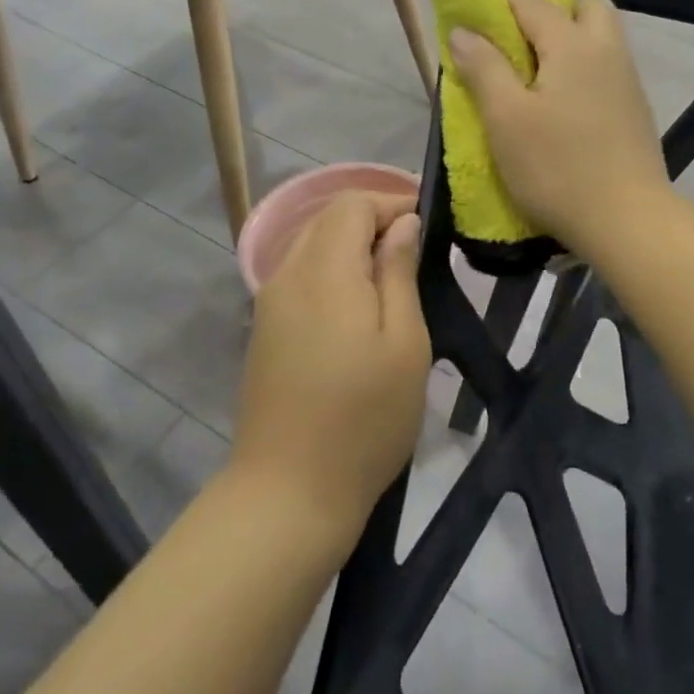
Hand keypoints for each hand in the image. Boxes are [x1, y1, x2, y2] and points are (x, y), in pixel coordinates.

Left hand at [232, 191, 430, 539]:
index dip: (392, 202)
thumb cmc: (364, 418)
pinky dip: (333, 272)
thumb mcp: (404, 343)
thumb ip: (399, 273)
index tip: (429, 226)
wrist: (289, 491)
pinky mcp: (264, 330)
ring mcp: (269, 303)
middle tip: (417, 252)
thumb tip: (402, 224)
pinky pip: (301, 277)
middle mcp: (287, 274)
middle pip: (328, 218)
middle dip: (373, 221)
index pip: (352, 203)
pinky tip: (359, 309)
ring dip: (353, 247)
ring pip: (312, 246)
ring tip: (393, 280)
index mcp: (325, 270)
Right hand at [448, 0, 670, 256]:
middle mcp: (607, 51)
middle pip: (585, 6)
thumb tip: (463, 31)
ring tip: (536, 75)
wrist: (627, 220)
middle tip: (518, 41)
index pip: (530, 1)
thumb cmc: (557, 168)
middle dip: (551, 9)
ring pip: (602, 38)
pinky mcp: (636, 112)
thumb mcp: (506, 119)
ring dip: (571, 39)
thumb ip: (483, 68)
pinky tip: (564, 105)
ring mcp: (628, 82)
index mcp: (572, 45)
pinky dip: (584, 69)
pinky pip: (608, 69)